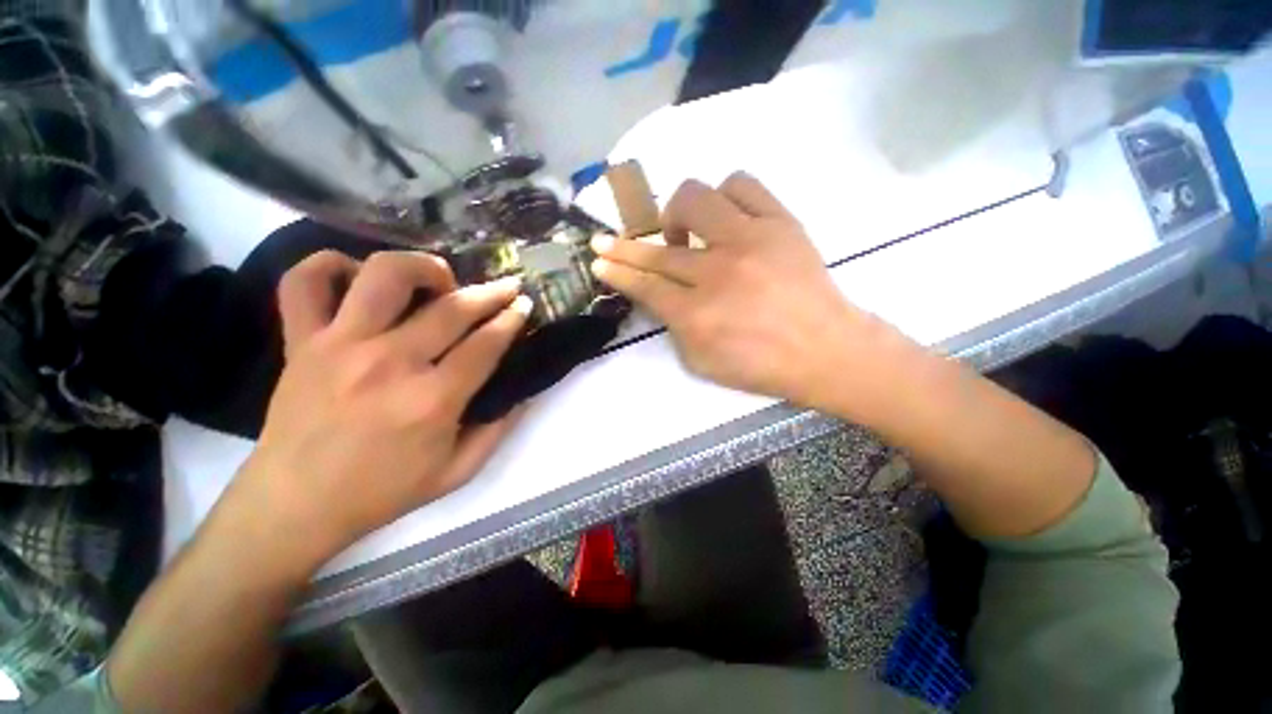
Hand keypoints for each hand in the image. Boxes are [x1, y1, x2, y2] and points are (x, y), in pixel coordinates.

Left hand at [218, 250, 531, 569]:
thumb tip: (524, 392)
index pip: (486, 344)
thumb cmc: (382, 492)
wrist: (294, 506)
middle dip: (491, 292)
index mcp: (432, 400)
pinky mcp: (301, 341)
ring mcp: (339, 345)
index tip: (525, 306)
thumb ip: (498, 429)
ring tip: (440, 280)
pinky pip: (305, 281)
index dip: (512, 320)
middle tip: (508, 287)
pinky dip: (332, 265)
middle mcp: (389, 363)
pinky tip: (358, 277)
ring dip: (423, 267)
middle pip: (452, 307)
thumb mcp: (458, 472)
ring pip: (384, 275)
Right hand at [590, 173, 906, 412]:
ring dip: (678, 213)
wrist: (825, 349)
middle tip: (610, 241)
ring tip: (685, 233)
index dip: (617, 271)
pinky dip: (724, 196)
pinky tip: (724, 217)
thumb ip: (673, 327)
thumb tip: (658, 295)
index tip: (598, 261)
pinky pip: (742, 185)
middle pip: (659, 248)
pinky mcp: (780, 221)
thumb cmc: (762, 365)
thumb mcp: (702, 362)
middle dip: (623, 244)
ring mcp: (751, 240)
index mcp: (698, 314)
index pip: (645, 285)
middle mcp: (718, 272)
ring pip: (696, 198)